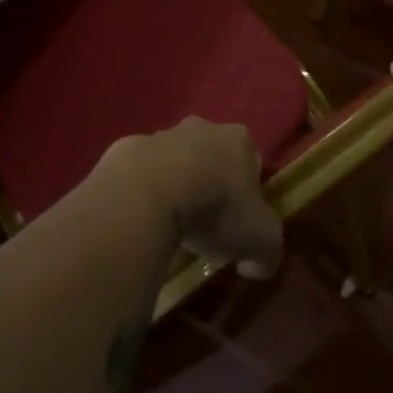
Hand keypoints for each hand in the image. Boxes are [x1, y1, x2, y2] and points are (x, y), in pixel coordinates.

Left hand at [103, 119, 282, 277]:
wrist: (146, 195)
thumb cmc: (215, 209)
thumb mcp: (261, 241)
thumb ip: (268, 252)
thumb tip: (257, 265)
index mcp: (238, 140)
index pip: (250, 160)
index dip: (248, 191)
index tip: (241, 219)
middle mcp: (201, 128)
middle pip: (211, 155)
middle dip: (209, 182)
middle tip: (206, 221)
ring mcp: (159, 135)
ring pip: (173, 160)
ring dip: (174, 184)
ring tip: (169, 224)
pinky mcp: (125, 149)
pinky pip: (139, 173)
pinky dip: (141, 192)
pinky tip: (140, 219)